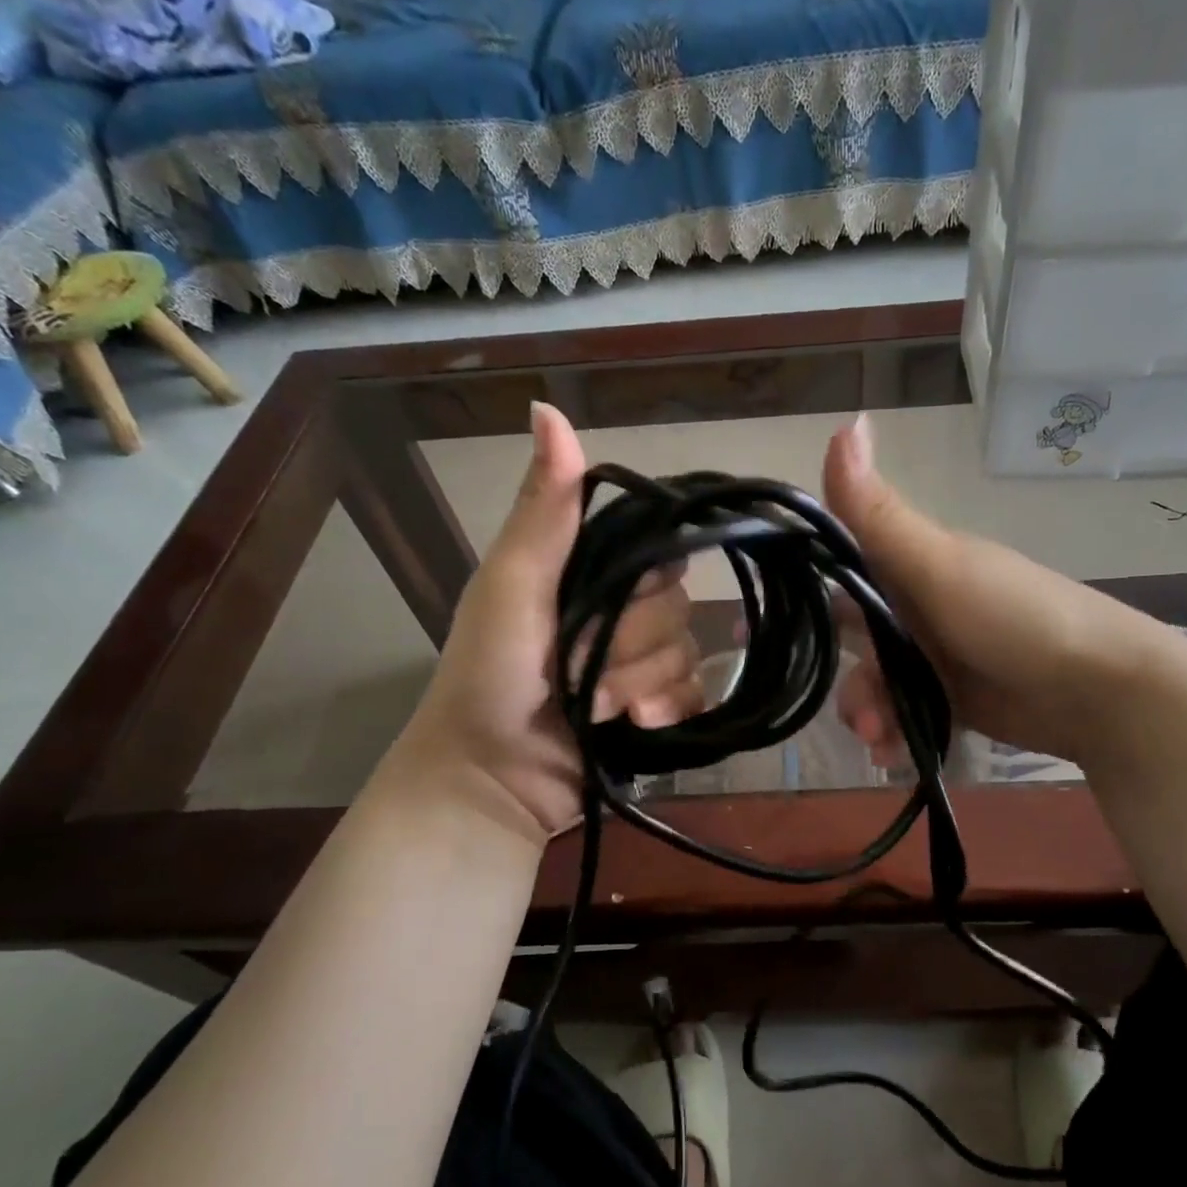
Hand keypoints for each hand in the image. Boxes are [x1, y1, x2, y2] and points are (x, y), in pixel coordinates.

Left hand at [395, 402, 703, 836]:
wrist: (491, 779)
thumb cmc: (489, 677)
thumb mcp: (511, 587)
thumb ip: (544, 511)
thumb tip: (547, 407)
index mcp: (589, 575)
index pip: (657, 553)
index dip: (643, 582)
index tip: (611, 604)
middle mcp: (621, 615)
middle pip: (675, 610)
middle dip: (631, 647)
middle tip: (579, 673)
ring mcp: (640, 667)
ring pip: (687, 656)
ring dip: (641, 687)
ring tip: (596, 710)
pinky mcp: (657, 713)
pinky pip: (697, 698)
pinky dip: (670, 712)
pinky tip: (636, 727)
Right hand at [825, 414, 1159, 766]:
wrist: (1098, 688)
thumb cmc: (1014, 617)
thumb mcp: (939, 565)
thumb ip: (878, 514)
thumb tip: (843, 419)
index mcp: (912, 567)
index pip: (841, 573)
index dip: (806, 596)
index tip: (763, 630)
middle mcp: (918, 609)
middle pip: (854, 642)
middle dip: (846, 679)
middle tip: (858, 712)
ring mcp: (935, 658)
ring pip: (876, 686)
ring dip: (868, 714)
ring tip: (880, 738)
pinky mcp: (951, 701)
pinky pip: (904, 718)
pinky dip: (895, 737)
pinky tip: (896, 754)